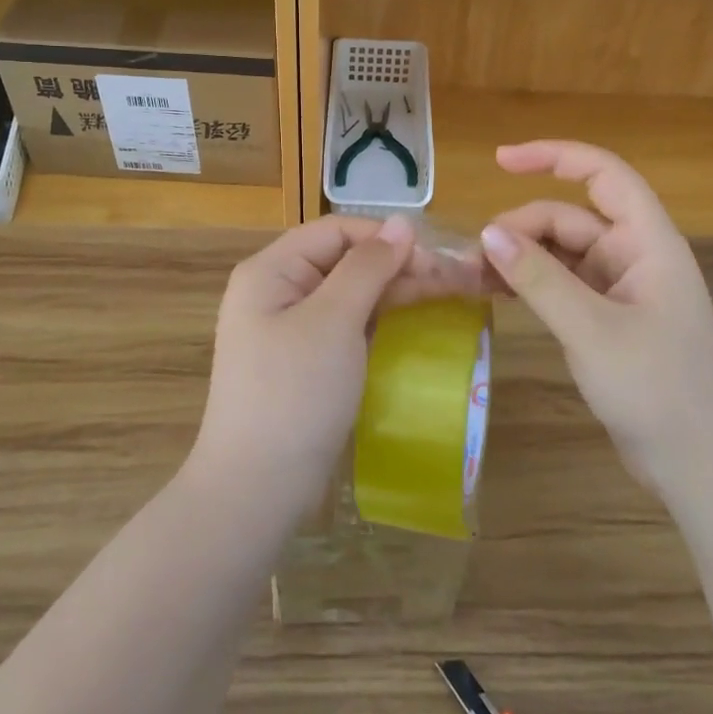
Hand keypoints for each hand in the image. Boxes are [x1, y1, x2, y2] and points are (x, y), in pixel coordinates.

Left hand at [189, 214, 478, 523]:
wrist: (256, 491)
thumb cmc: (294, 394)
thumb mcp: (334, 321)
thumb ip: (368, 266)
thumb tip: (404, 223)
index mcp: (271, 270)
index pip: (336, 231)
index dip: (386, 237)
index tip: (436, 257)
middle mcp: (277, 290)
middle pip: (345, 260)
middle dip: (398, 265)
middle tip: (456, 280)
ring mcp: (289, 328)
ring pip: (350, 293)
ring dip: (395, 290)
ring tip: (448, 295)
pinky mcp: (304, 361)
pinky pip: (346, 325)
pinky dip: (379, 320)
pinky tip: (412, 322)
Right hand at [478, 140, 712, 494]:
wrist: (699, 466)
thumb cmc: (657, 390)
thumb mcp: (591, 330)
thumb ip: (539, 279)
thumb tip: (488, 233)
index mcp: (648, 242)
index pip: (602, 175)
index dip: (554, 156)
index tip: (500, 161)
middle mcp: (634, 255)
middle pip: (569, 218)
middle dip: (521, 228)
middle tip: (473, 256)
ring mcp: (620, 287)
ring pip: (561, 252)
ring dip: (520, 257)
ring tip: (473, 274)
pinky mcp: (607, 317)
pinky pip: (561, 284)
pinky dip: (530, 283)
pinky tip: (495, 291)